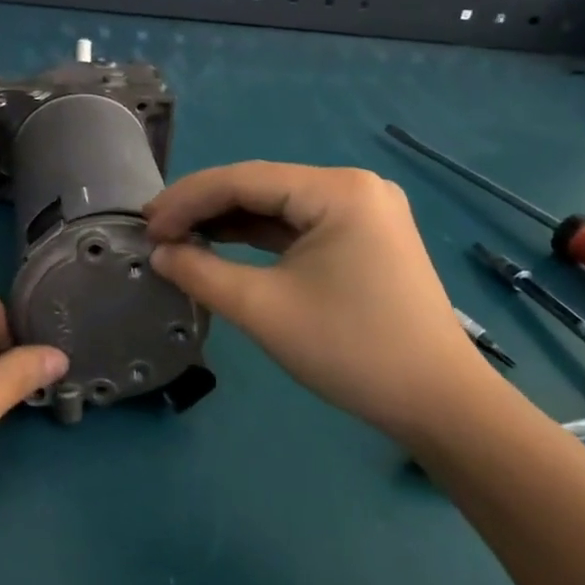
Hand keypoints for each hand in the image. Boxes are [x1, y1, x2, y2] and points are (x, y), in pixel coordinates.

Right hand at [145, 162, 509, 445]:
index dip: (187, 199)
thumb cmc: (351, 350)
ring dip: (228, 222)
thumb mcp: (263, 309)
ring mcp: (363, 211)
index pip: (243, 179)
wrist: (440, 405)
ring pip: (277, 205)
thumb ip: (201, 273)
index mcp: (338, 190)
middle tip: (156, 232)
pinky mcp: (364, 237)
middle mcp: (354, 186)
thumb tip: (160, 253)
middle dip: (204, 208)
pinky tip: (221, 246)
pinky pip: (298, 225)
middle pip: (260, 186)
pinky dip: (258, 237)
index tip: (145, 225)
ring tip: (178, 238)